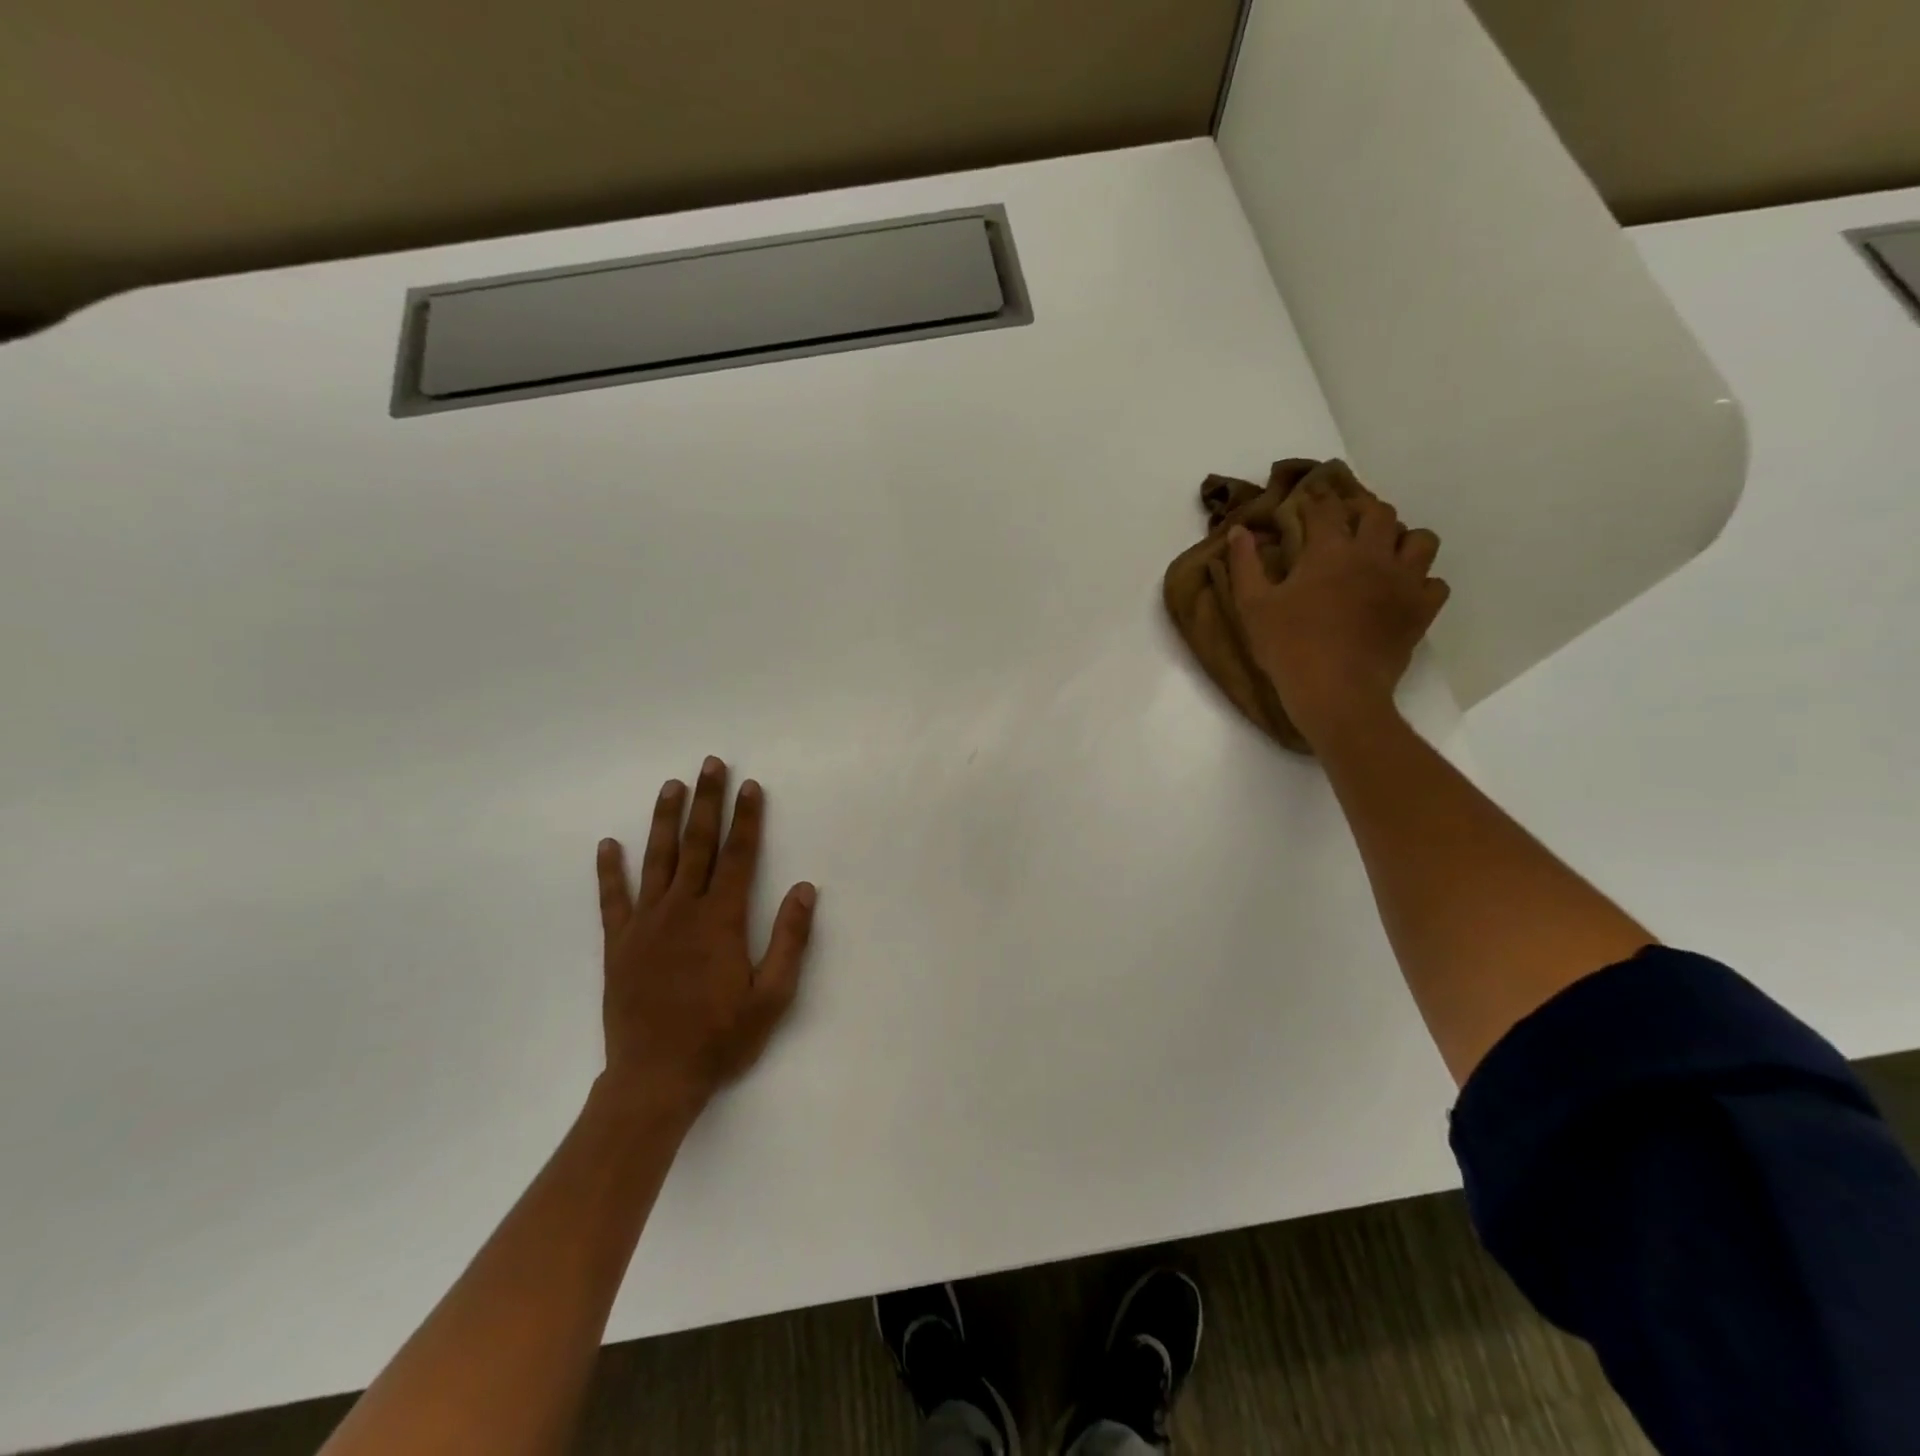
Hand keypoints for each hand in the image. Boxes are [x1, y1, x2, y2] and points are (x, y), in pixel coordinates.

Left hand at [593, 756, 816, 1122]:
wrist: (655, 1079)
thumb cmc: (721, 1038)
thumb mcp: (773, 997)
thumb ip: (790, 940)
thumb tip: (805, 889)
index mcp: (721, 920)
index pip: (739, 855)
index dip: (747, 818)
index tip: (750, 786)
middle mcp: (683, 911)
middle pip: (698, 844)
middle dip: (707, 801)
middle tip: (710, 764)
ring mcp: (646, 925)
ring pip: (657, 860)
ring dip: (665, 820)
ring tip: (671, 786)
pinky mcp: (619, 944)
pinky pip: (613, 899)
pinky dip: (610, 870)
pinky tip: (608, 844)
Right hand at [1227, 481, 1448, 747]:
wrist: (1336, 693)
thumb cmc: (1288, 647)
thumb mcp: (1252, 606)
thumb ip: (1245, 564)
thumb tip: (1239, 530)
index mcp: (1330, 550)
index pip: (1326, 508)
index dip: (1314, 500)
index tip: (1303, 504)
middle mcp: (1374, 555)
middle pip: (1380, 513)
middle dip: (1361, 512)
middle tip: (1344, 525)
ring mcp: (1404, 581)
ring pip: (1420, 540)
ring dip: (1400, 540)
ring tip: (1382, 555)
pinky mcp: (1421, 610)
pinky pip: (1435, 583)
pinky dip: (1420, 582)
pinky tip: (1400, 593)